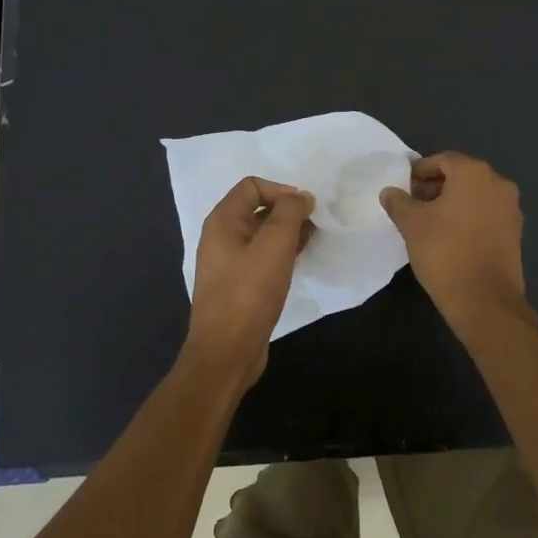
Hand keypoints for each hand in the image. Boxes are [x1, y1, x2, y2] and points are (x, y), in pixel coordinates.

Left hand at [184, 177, 314, 388]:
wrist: (227, 351)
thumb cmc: (249, 292)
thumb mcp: (275, 245)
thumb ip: (290, 213)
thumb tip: (301, 197)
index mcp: (223, 221)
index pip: (252, 186)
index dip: (281, 190)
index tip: (306, 208)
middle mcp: (221, 237)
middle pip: (257, 209)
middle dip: (288, 212)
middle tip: (315, 225)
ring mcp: (228, 263)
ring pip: (262, 235)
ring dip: (288, 233)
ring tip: (312, 242)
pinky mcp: (238, 285)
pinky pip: (262, 258)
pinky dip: (282, 254)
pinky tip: (299, 263)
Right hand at [379, 152, 528, 324]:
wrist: (484, 300)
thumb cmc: (444, 252)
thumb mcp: (412, 224)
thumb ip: (398, 202)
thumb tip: (389, 191)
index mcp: (474, 173)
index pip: (443, 160)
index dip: (421, 170)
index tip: (405, 186)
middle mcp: (498, 183)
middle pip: (462, 175)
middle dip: (436, 186)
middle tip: (414, 203)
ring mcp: (511, 208)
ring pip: (476, 195)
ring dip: (453, 202)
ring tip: (430, 222)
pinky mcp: (515, 232)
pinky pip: (487, 214)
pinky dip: (469, 217)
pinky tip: (451, 237)